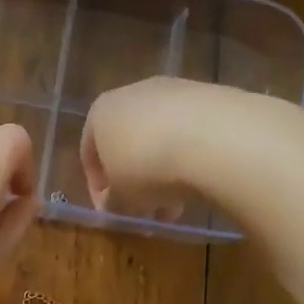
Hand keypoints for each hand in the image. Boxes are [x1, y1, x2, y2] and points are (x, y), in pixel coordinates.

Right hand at [81, 77, 230, 220]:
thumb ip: (111, 203)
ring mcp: (173, 91)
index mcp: (100, 112)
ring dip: (162, 175)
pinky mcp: (208, 96)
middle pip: (127, 146)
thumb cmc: (147, 167)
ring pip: (159, 140)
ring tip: (175, 207)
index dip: (98, 189)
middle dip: (135, 183)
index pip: (89, 154)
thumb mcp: (120, 198)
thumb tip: (113, 205)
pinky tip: (198, 184)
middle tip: (145, 212)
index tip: (111, 212)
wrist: (213, 138)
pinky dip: (188, 158)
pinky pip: (189, 133)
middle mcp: (132, 94)